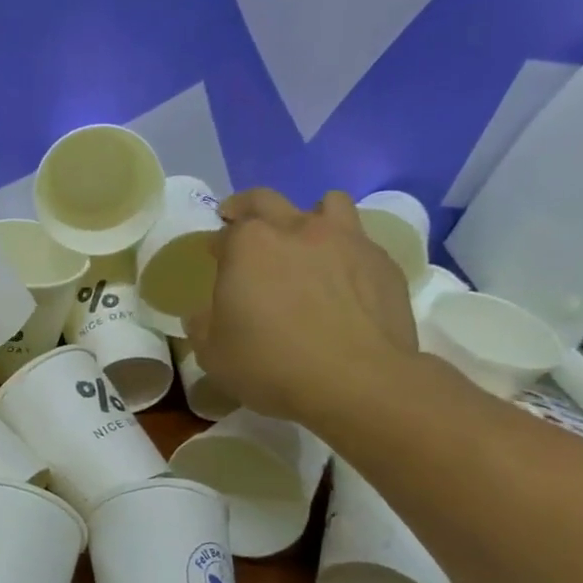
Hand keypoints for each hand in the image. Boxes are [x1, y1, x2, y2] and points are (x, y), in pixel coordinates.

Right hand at [186, 189, 417, 424]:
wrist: (357, 382)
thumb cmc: (272, 365)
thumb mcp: (214, 356)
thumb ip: (202, 328)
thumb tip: (201, 315)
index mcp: (248, 246)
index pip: (224, 233)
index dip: (216, 246)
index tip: (213, 259)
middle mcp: (296, 229)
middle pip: (267, 200)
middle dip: (248, 208)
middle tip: (241, 223)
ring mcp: (345, 240)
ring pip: (327, 204)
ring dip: (310, 216)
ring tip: (305, 242)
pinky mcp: (382, 262)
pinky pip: (360, 242)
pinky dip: (346, 252)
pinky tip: (343, 282)